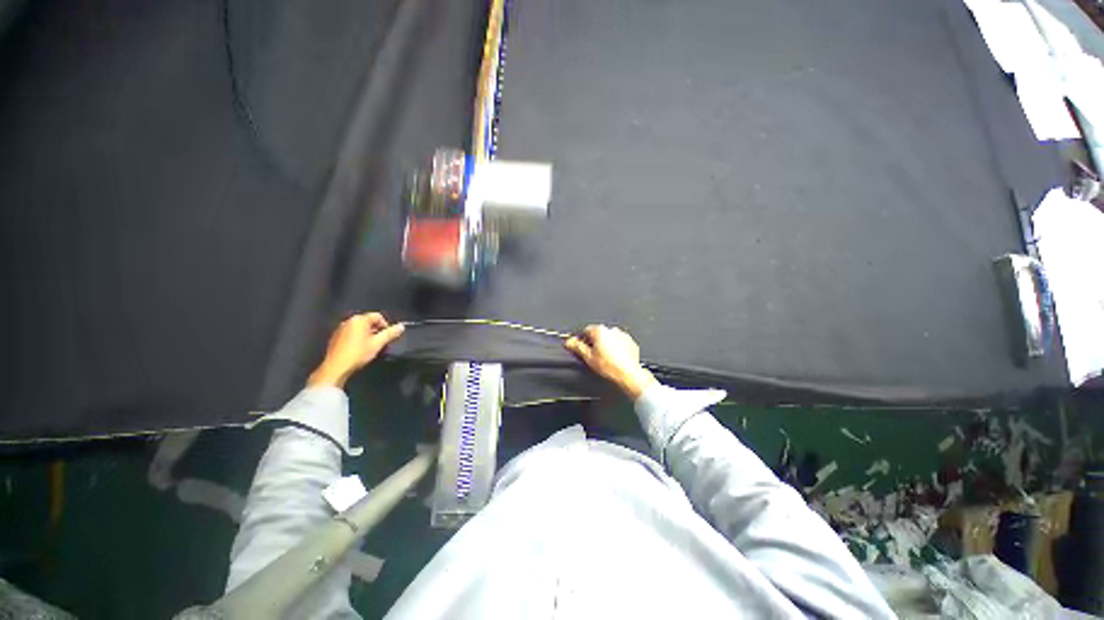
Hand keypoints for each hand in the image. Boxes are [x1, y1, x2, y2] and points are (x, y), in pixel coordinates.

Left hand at [307, 313, 405, 388]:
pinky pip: (351, 333)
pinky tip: (358, 348)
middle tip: (379, 342)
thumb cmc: (358, 353)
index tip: (387, 336)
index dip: (385, 325)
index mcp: (359, 320)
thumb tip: (402, 326)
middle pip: (368, 321)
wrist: (336, 367)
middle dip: (376, 330)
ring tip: (369, 346)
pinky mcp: (335, 337)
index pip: (377, 316)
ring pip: (359, 327)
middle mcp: (348, 321)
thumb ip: (390, 333)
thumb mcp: (377, 343)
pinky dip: (357, 337)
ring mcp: (340, 328)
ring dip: (367, 334)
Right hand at [564, 325, 657, 399]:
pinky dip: (615, 348)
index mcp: (600, 331)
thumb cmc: (610, 367)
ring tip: (604, 359)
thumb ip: (577, 347)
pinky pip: (619, 343)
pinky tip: (613, 359)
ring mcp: (622, 335)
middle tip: (591, 355)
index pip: (585, 330)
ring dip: (605, 345)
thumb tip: (569, 342)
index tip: (579, 347)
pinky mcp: (630, 342)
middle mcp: (612, 330)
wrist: (628, 375)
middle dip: (593, 342)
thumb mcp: (588, 357)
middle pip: (597, 334)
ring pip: (609, 338)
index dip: (581, 339)